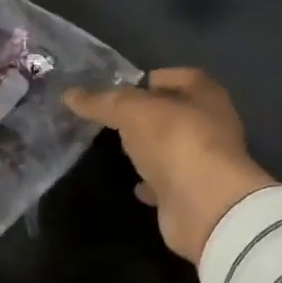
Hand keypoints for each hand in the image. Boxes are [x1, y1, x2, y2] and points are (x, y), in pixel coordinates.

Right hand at [63, 69, 275, 262]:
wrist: (204, 206)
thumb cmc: (175, 141)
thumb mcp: (132, 111)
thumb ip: (102, 102)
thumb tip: (70, 94)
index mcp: (205, 95)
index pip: (179, 76)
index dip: (151, 79)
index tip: (120, 89)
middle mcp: (211, 125)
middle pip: (174, 114)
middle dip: (147, 116)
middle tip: (112, 119)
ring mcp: (204, 162)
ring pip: (171, 149)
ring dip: (150, 150)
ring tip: (118, 149)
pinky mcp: (194, 194)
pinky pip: (168, 182)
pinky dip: (152, 183)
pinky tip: (134, 185)